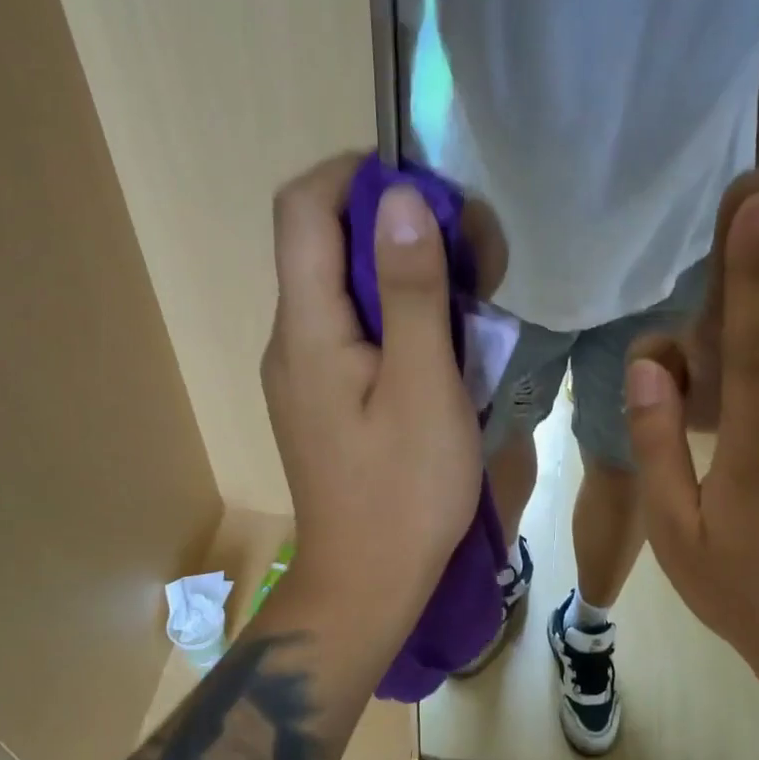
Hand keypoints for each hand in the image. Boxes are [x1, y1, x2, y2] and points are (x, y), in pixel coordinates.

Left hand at [260, 154, 481, 644]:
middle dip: (393, 226)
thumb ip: (411, 292)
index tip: (426, 190)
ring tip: (467, 298)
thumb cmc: (404, 491)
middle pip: (323, 243)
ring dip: (400, 272)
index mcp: (306, 329)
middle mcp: (291, 339)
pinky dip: (395, 314)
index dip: (356, 176)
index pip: (303, 209)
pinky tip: (441, 344)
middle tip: (467, 253)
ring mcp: (304, 371)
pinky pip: (352, 329)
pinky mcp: (324, 397)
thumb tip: (400, 199)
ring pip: (342, 287)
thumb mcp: (423, 387)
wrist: (368, 583)